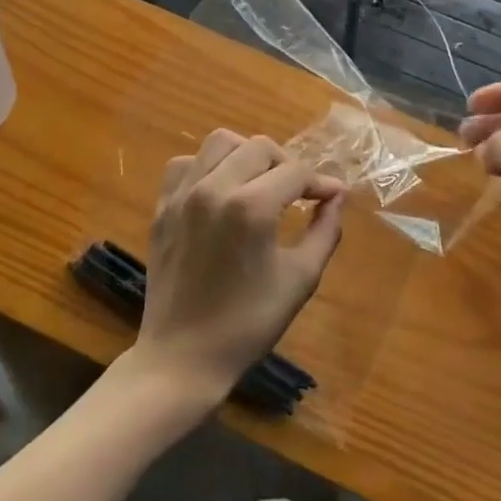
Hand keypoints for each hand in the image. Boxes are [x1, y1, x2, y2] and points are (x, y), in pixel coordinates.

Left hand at [131, 131, 345, 404]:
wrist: (183, 358)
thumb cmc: (248, 324)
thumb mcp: (300, 279)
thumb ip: (325, 232)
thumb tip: (337, 197)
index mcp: (252, 207)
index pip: (296, 171)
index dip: (320, 182)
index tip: (332, 196)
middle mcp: (215, 188)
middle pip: (260, 147)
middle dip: (287, 164)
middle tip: (298, 192)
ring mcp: (183, 195)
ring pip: (220, 143)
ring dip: (246, 154)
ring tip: (259, 181)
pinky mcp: (162, 206)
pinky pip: (185, 164)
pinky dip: (206, 166)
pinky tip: (219, 189)